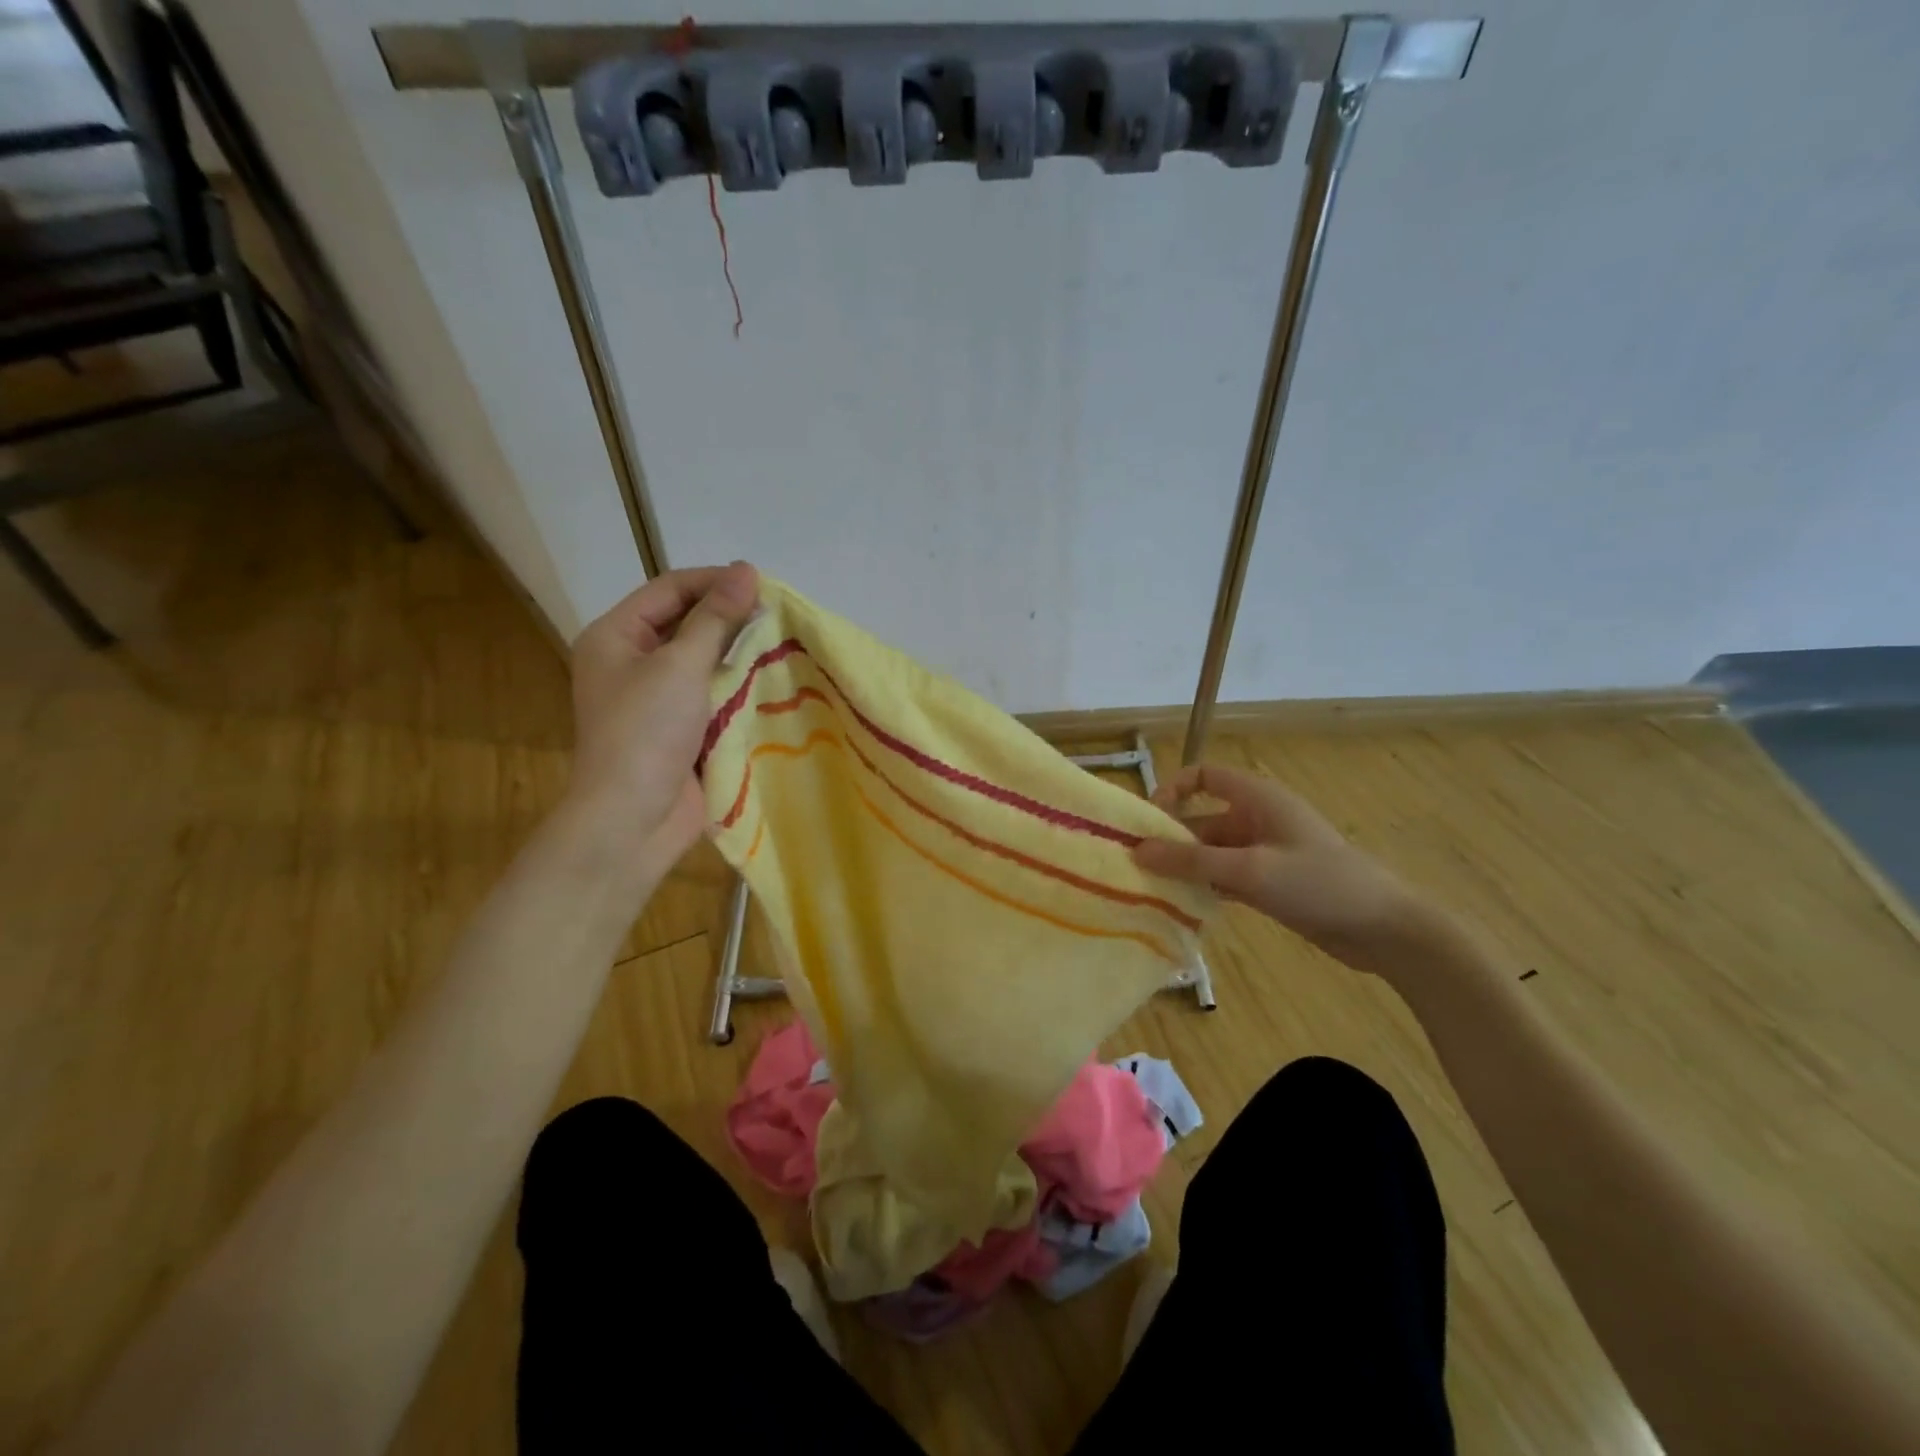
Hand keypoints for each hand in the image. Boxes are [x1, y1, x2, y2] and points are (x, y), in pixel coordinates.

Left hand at [565, 562, 758, 869]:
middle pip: (685, 623)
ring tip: (780, 642)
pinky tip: (770, 680)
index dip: (714, 581)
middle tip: (776, 614)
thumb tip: (745, 570)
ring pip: (702, 660)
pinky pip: (710, 694)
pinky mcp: (679, 729)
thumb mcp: (681, 664)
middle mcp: (631, 662)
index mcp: (615, 636)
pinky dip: (737, 685)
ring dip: (737, 651)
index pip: (669, 589)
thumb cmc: (646, 731)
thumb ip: (715, 617)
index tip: (763, 584)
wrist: (633, 818)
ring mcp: (655, 698)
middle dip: (729, 616)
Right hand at [1133, 763, 1433, 977]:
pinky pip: (1225, 877)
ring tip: (1150, 890)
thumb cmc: (1318, 883)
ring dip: (1185, 867)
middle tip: (1136, 865)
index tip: (1146, 821)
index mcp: (1257, 798)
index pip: (1203, 776)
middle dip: (1170, 838)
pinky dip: (1205, 887)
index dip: (1172, 789)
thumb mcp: (1249, 870)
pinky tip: (1182, 907)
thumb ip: (1192, 860)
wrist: (1384, 929)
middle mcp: (1257, 819)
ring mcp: (1264, 852)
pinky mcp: (1270, 882)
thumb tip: (1138, 851)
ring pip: (1211, 852)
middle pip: (1201, 819)